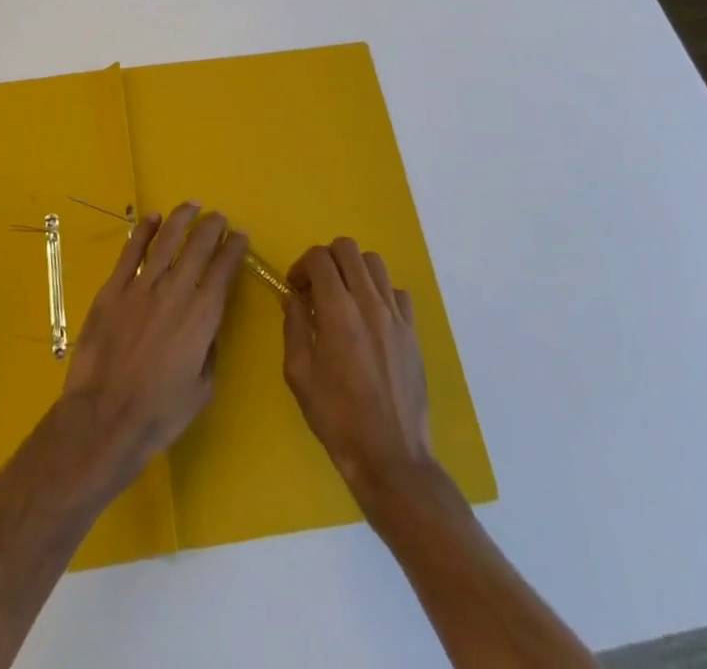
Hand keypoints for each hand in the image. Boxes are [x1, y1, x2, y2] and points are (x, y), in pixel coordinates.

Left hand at [61, 202, 249, 482]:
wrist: (106, 417)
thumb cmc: (160, 412)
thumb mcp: (203, 387)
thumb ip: (209, 348)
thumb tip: (208, 324)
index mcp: (203, 315)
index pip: (224, 270)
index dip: (234, 249)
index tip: (240, 236)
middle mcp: (176, 291)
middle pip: (198, 246)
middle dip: (211, 226)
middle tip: (218, 216)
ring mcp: (142, 286)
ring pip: (166, 240)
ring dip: (181, 219)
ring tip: (191, 205)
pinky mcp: (113, 289)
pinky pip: (131, 252)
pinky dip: (143, 231)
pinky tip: (152, 218)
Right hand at [282, 238, 437, 504]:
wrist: (391, 457)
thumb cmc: (337, 419)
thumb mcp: (299, 375)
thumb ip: (294, 328)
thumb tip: (293, 299)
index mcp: (338, 311)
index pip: (319, 258)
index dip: (302, 265)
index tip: (296, 288)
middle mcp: (370, 303)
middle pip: (348, 249)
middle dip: (326, 259)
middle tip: (316, 287)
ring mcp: (396, 316)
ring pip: (375, 263)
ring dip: (353, 270)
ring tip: (343, 298)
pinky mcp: (413, 332)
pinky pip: (397, 292)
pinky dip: (380, 293)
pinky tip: (370, 319)